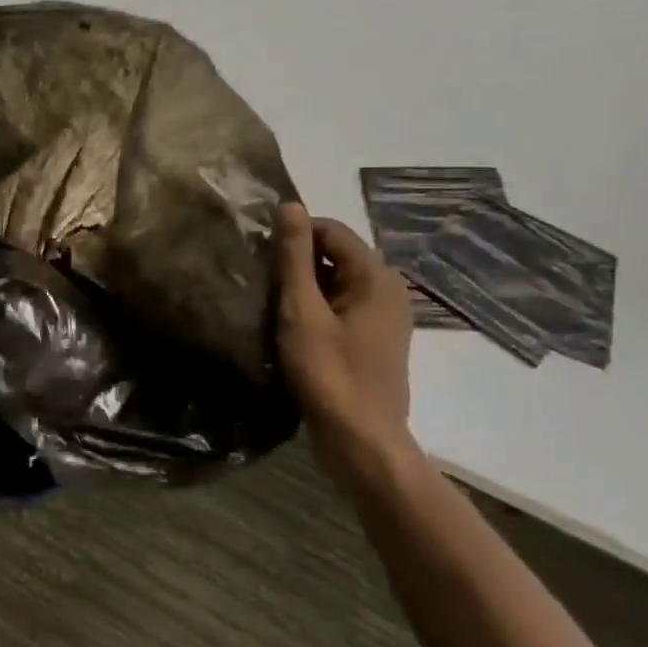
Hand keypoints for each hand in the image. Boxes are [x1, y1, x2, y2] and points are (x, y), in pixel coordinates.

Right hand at [275, 201, 415, 474]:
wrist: (361, 442)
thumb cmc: (329, 373)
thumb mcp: (302, 310)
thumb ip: (294, 256)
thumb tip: (290, 204)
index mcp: (376, 276)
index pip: (329, 230)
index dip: (292, 237)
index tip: (260, 259)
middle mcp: (388, 288)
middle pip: (334, 254)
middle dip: (296, 263)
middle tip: (262, 286)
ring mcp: (384, 316)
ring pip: (334, 281)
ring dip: (302, 288)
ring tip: (271, 307)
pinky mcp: (373, 338)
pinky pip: (339, 305)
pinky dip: (314, 308)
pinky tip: (290, 328)